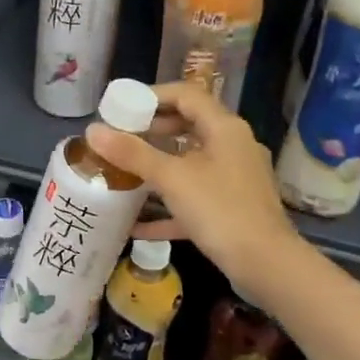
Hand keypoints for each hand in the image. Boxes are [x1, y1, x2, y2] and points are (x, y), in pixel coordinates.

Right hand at [85, 82, 302, 287]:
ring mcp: (234, 179)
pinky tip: (137, 224)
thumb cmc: (220, 210)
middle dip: (152, 130)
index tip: (121, 108)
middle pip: (188, 126)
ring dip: (158, 165)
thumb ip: (132, 153)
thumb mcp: (172, 178)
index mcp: (224, 129)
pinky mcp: (231, 208)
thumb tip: (93, 131)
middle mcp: (233, 147)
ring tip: (124, 171)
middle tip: (119, 138)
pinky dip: (168, 204)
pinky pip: (194, 197)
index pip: (186, 95)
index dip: (152, 96)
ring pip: (190, 162)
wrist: (266, 265)